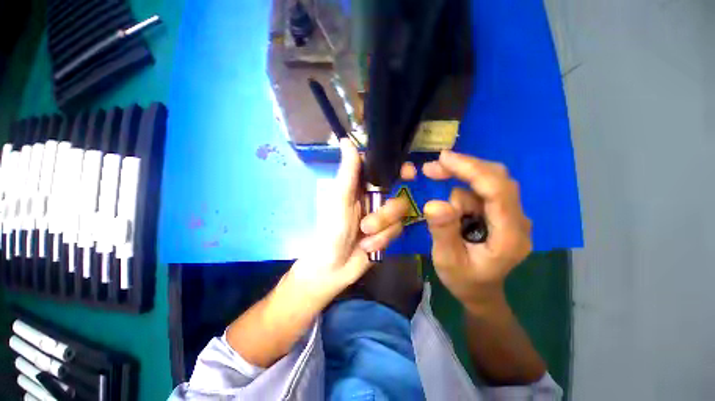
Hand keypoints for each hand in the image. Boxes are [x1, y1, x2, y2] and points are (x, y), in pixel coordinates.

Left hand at [290, 139, 413, 301]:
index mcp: (360, 187)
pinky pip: (397, 231)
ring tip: (364, 238)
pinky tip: (368, 247)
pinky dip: (382, 240)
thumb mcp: (339, 200)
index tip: (409, 173)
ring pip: (399, 215)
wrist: (333, 268)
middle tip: (368, 224)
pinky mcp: (387, 233)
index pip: (383, 170)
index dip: (397, 169)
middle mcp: (373, 199)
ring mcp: (381, 217)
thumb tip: (346, 139)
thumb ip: (348, 172)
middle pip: (397, 195)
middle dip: (385, 213)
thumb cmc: (331, 230)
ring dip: (381, 229)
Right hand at [421, 151, 531, 308]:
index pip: (498, 191)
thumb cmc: (464, 280)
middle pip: (496, 179)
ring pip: (486, 181)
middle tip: (431, 169)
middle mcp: (517, 220)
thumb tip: (435, 203)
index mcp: (509, 235)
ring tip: (435, 190)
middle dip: (463, 168)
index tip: (443, 159)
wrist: (480, 291)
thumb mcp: (447, 260)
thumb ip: (443, 232)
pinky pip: (481, 189)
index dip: (472, 170)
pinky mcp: (499, 212)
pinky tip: (448, 201)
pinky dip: (461, 186)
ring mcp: (510, 214)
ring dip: (458, 180)